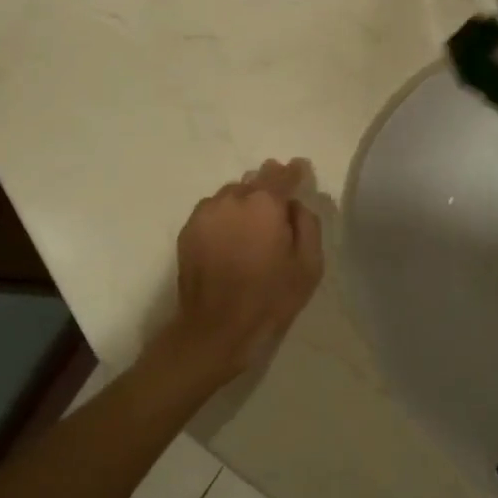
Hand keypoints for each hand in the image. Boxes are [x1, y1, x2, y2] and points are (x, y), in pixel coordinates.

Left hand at [170, 159, 323, 378]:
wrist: (216, 328)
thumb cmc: (269, 298)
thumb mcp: (308, 265)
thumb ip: (307, 225)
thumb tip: (295, 205)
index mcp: (265, 204)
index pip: (283, 174)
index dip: (295, 171)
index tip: (301, 170)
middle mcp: (233, 198)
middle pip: (255, 180)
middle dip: (269, 185)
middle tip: (278, 203)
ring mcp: (206, 212)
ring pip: (231, 193)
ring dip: (244, 201)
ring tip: (252, 223)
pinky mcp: (188, 229)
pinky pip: (213, 210)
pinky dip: (225, 215)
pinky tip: (230, 236)